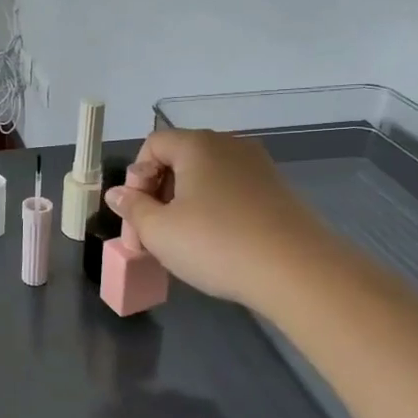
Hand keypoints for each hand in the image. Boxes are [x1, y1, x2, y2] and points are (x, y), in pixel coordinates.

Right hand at [104, 128, 330, 310]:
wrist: (300, 273)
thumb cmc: (217, 244)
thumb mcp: (158, 231)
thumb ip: (132, 208)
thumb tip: (118, 194)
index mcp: (197, 144)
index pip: (153, 145)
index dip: (136, 177)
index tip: (137, 214)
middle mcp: (230, 146)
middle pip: (180, 159)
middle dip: (159, 192)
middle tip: (153, 233)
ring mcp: (259, 168)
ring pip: (207, 178)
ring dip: (186, 204)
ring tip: (183, 242)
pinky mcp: (279, 193)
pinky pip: (232, 193)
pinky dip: (216, 212)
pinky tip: (217, 245)